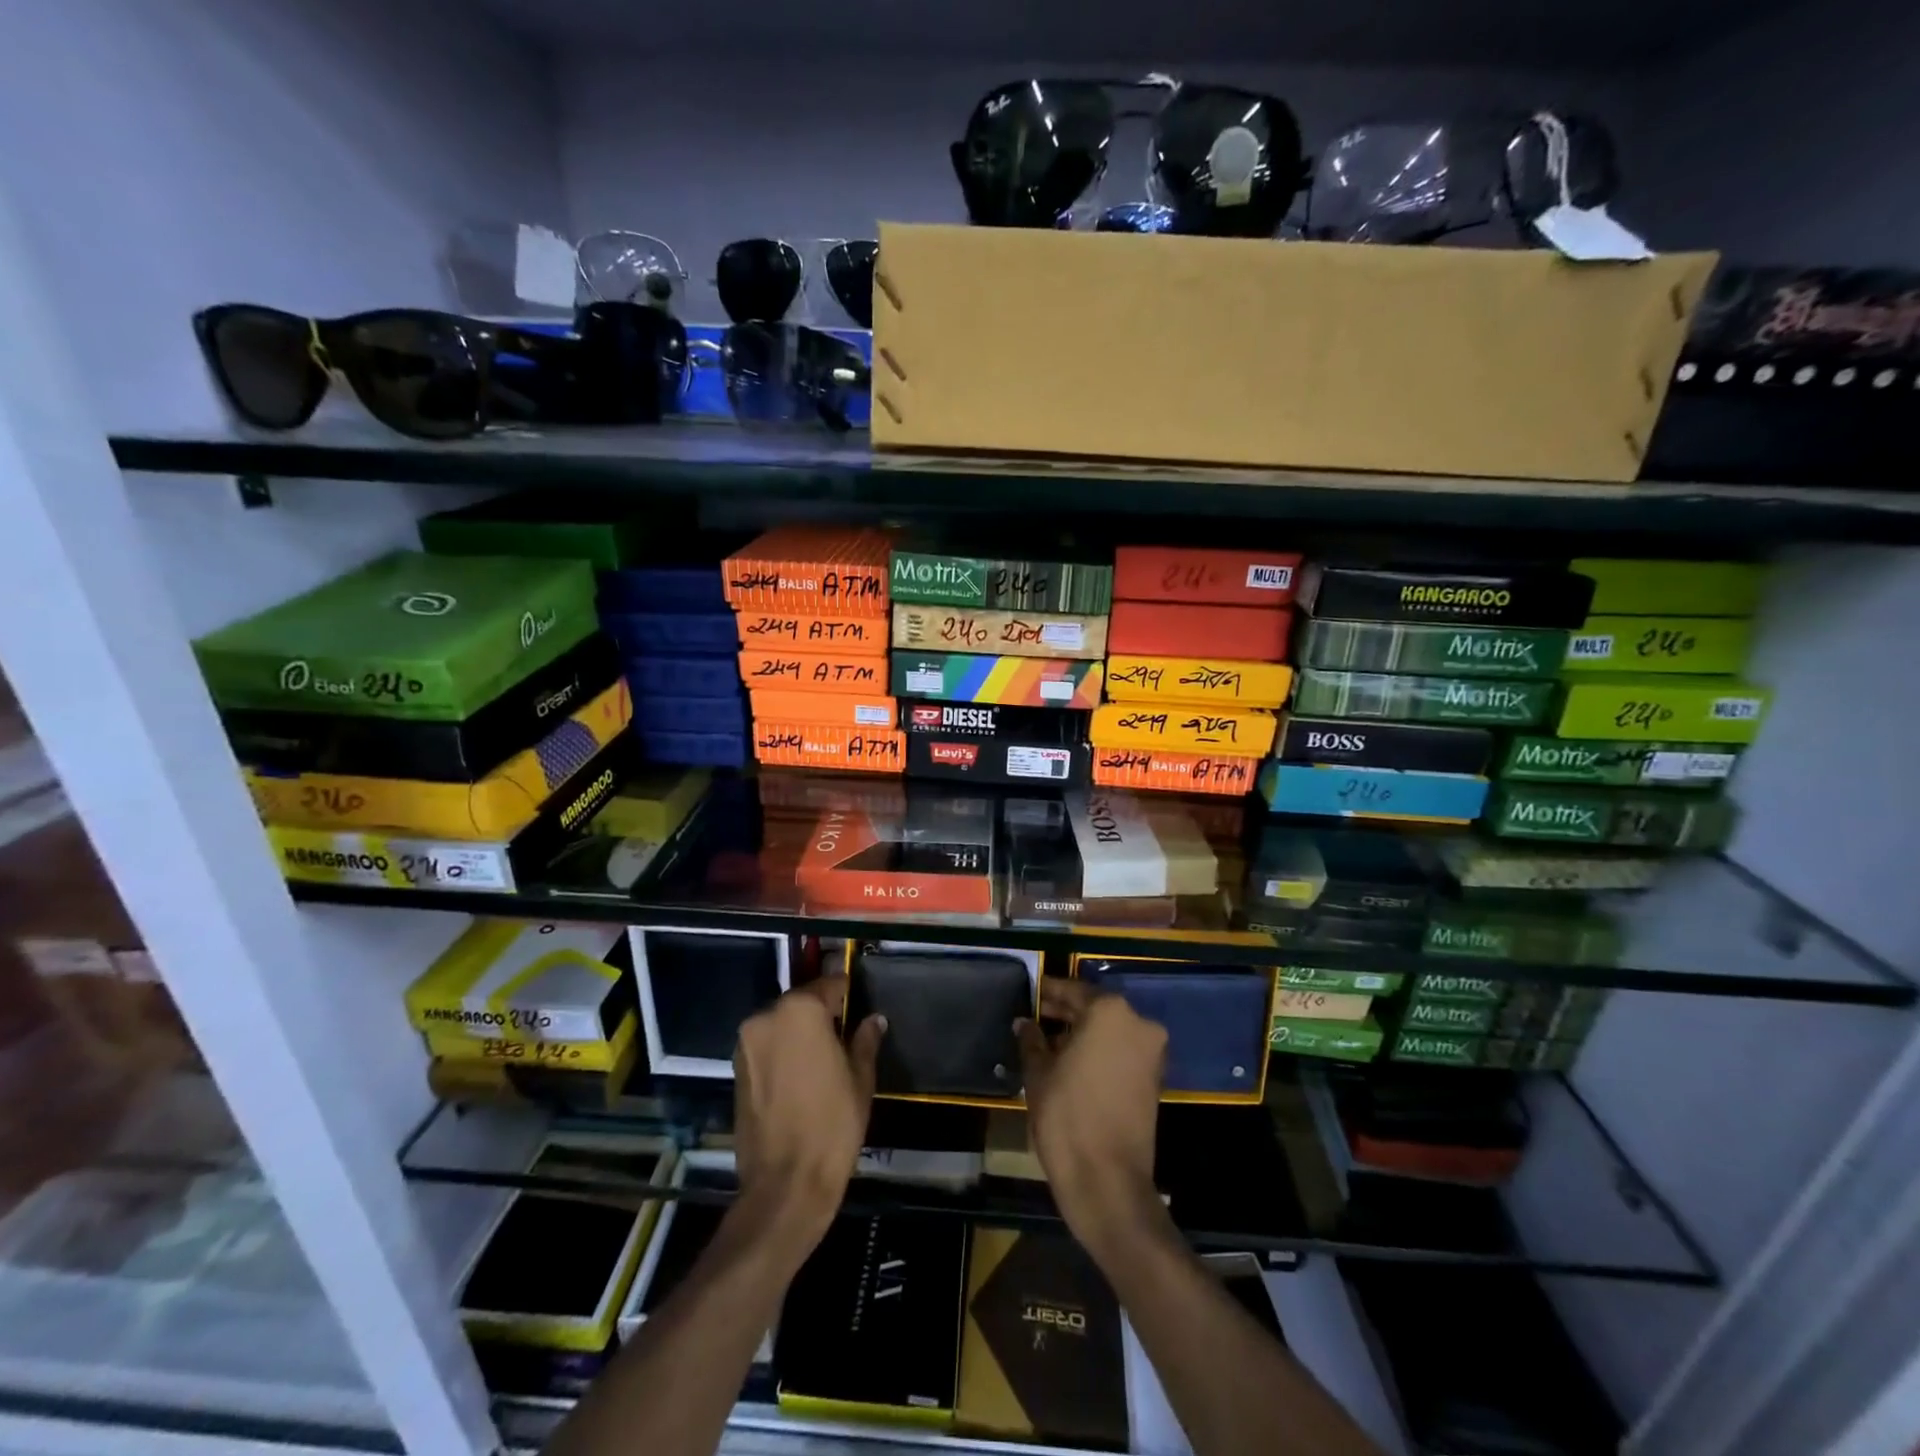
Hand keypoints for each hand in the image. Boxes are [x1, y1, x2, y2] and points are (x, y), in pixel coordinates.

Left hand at [732, 977, 884, 1252]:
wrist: (785, 1184)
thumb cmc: (832, 1125)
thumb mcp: (860, 1079)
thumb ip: (865, 1040)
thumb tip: (873, 1020)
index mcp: (800, 1010)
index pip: (830, 985)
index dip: (848, 995)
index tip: (860, 1008)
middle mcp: (767, 1016)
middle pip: (802, 1002)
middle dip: (822, 1014)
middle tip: (845, 1036)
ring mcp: (746, 1043)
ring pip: (782, 1024)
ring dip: (800, 1033)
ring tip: (823, 1060)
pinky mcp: (736, 1069)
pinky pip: (767, 1047)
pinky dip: (783, 1052)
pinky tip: (801, 1077)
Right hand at [1017, 979, 1168, 1259]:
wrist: (1108, 1182)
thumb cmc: (1067, 1117)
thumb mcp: (1038, 1074)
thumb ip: (1032, 1040)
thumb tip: (1025, 1023)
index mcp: (1109, 1012)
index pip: (1072, 991)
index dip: (1048, 993)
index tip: (1029, 995)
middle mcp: (1137, 1023)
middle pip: (1094, 1009)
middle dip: (1065, 1013)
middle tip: (1035, 1019)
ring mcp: (1151, 1052)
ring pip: (1109, 1031)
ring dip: (1082, 1034)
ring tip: (1048, 1043)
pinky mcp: (1154, 1079)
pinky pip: (1121, 1052)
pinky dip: (1099, 1052)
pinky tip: (1071, 1063)